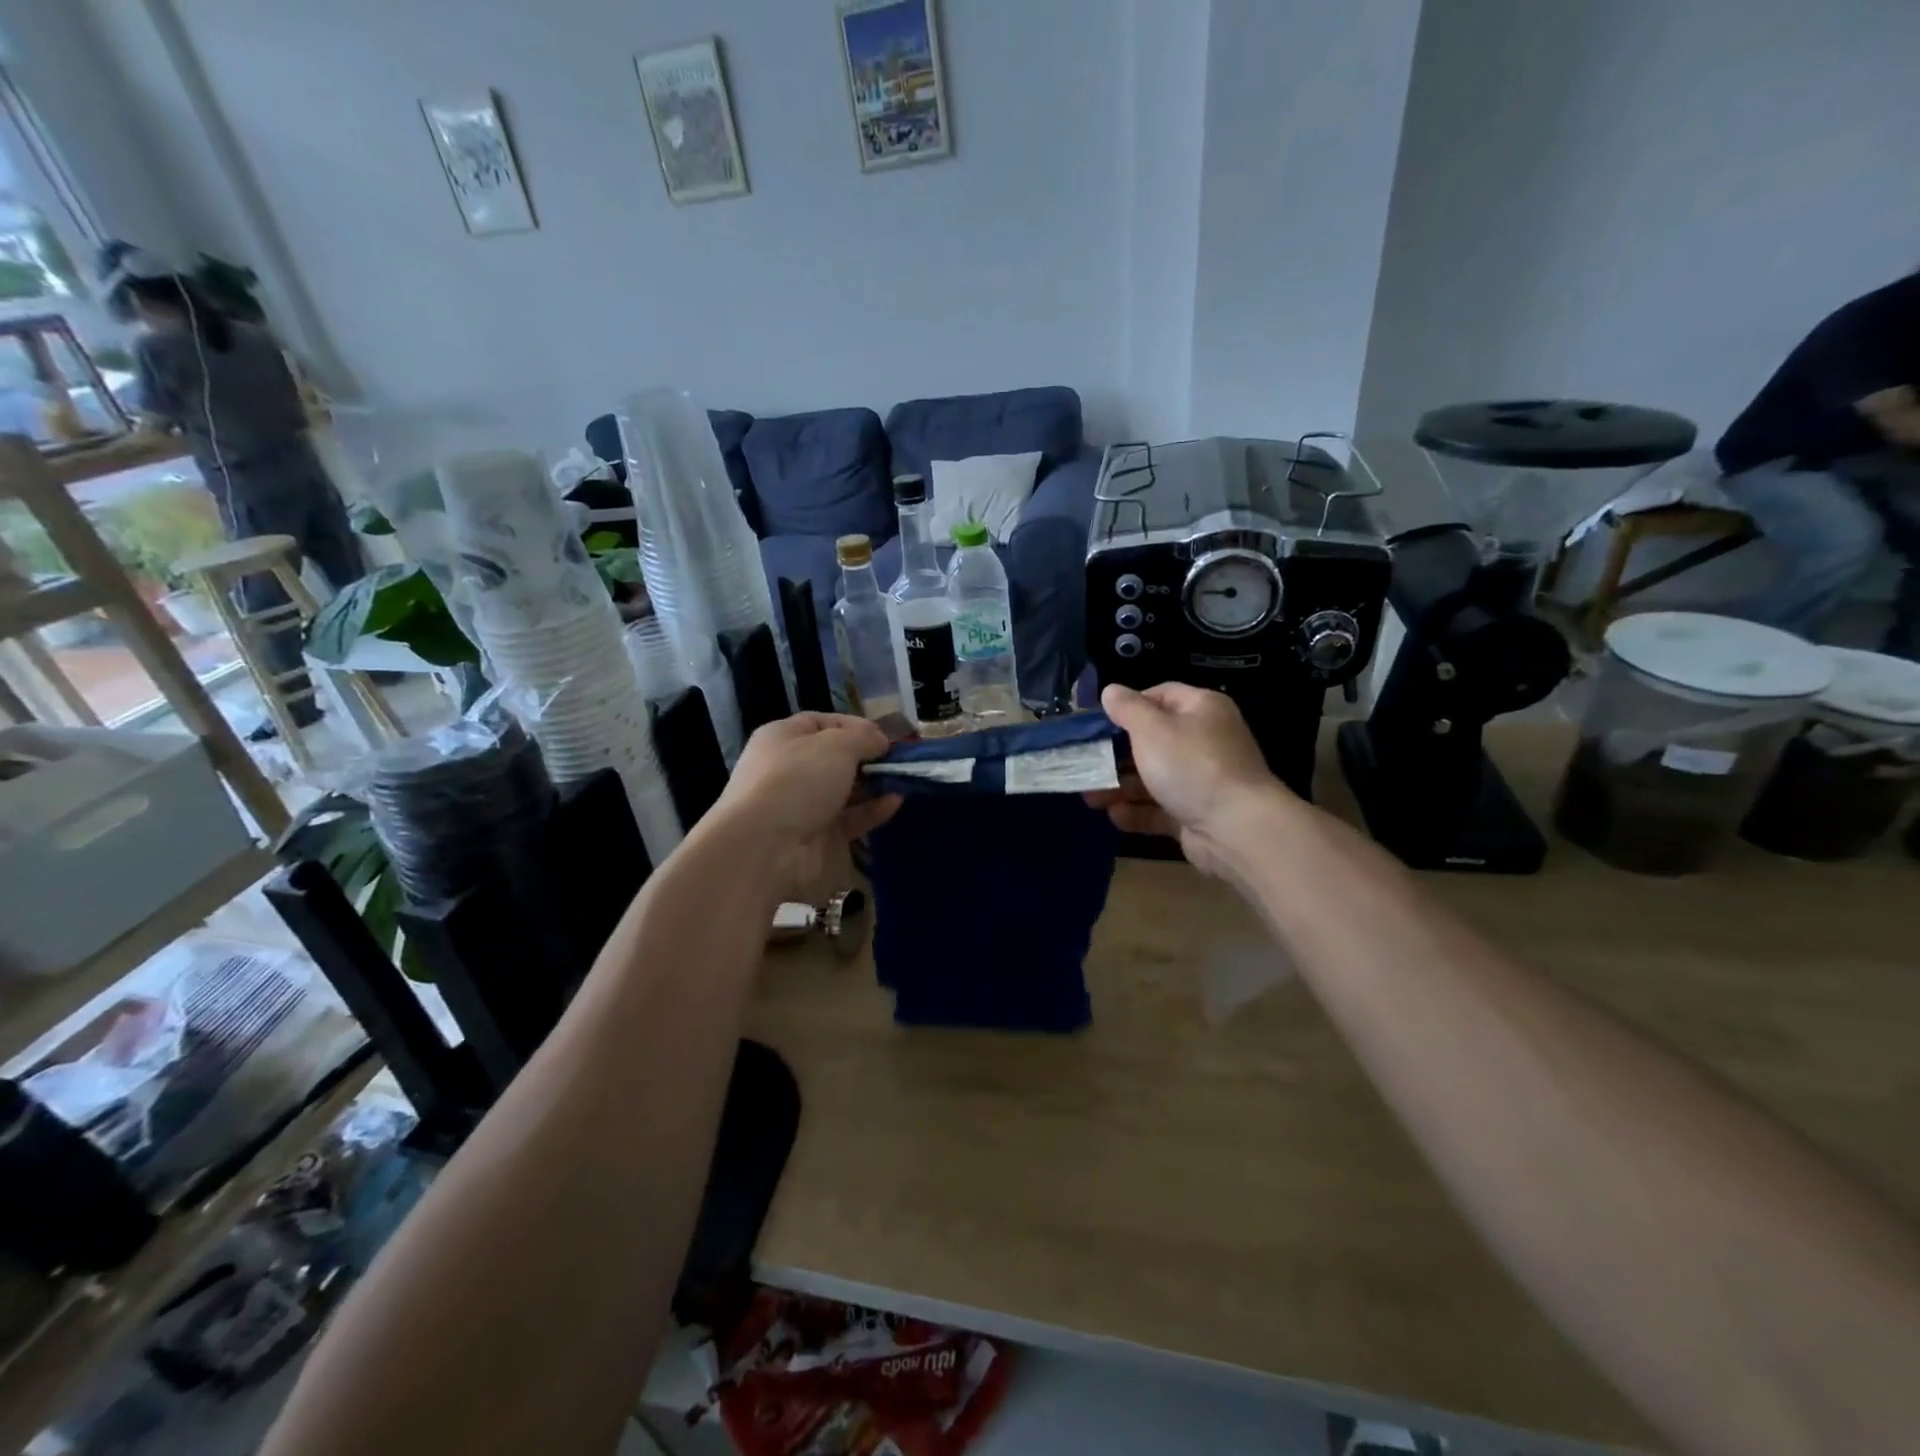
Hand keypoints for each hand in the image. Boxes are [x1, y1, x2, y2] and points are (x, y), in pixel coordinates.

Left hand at [706, 713, 901, 900]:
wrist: (767, 847)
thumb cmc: (798, 780)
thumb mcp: (836, 745)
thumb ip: (863, 738)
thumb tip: (879, 741)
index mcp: (782, 738)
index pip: (821, 723)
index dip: (853, 725)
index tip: (883, 735)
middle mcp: (790, 770)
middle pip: (834, 758)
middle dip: (867, 757)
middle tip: (899, 759)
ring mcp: (803, 805)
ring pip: (845, 790)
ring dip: (874, 784)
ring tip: (904, 779)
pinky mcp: (818, 837)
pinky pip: (850, 818)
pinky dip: (872, 810)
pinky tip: (895, 802)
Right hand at [1089, 683, 1291, 877]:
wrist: (1237, 828)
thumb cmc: (1191, 765)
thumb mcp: (1152, 729)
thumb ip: (1127, 708)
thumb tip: (1110, 691)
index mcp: (1201, 709)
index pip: (1160, 695)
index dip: (1128, 705)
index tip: (1097, 721)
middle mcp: (1204, 740)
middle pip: (1153, 740)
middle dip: (1116, 753)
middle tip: (1085, 761)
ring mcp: (1202, 780)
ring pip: (1153, 777)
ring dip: (1121, 786)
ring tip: (1089, 796)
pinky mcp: (1196, 814)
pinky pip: (1161, 808)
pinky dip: (1137, 811)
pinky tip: (1113, 815)